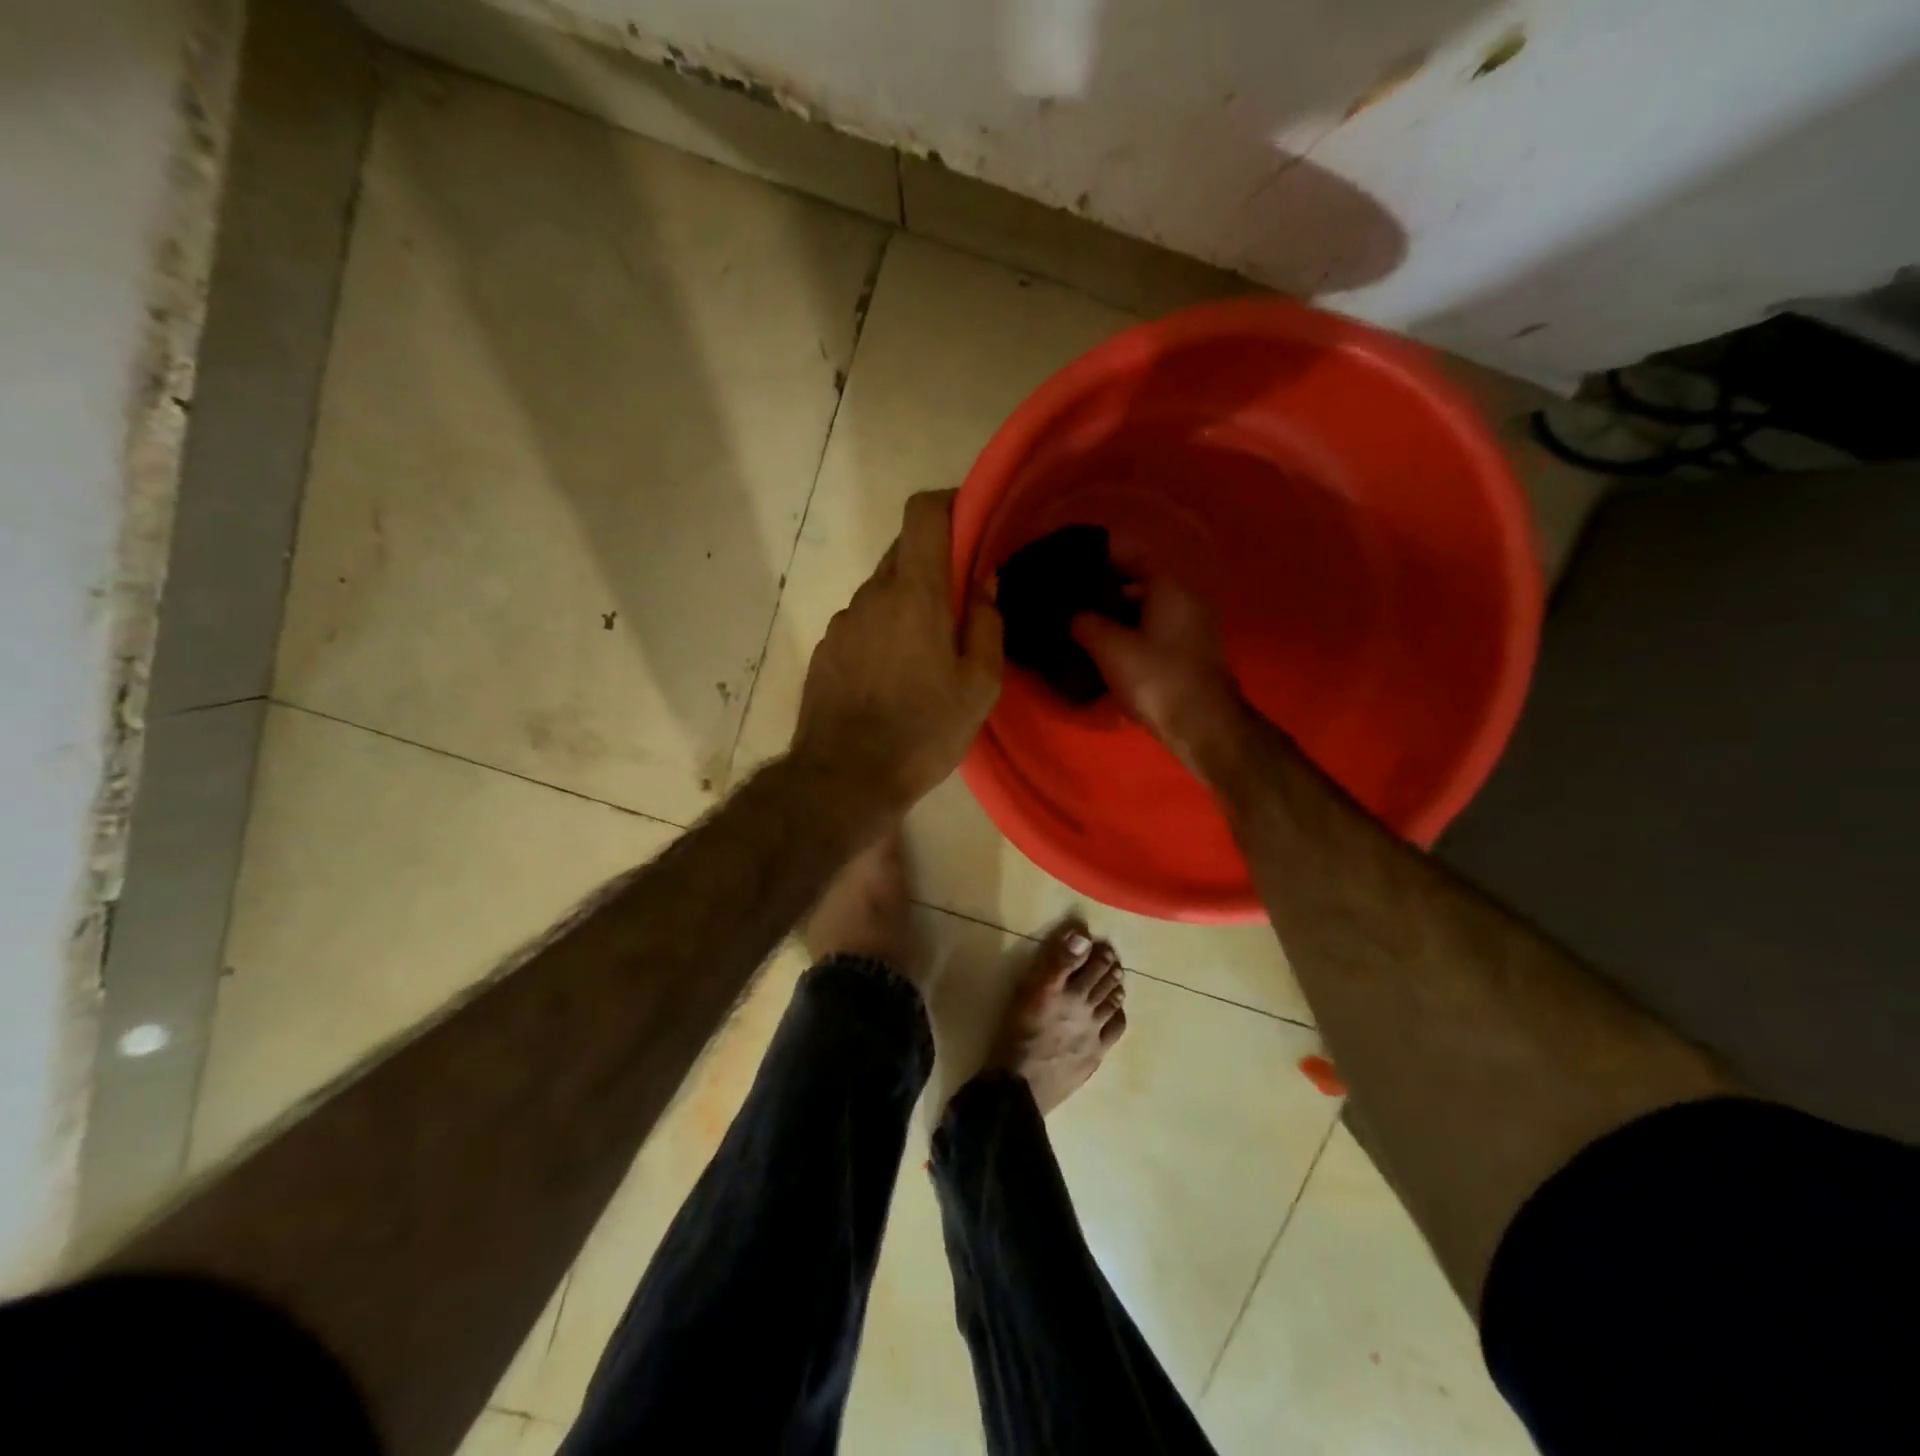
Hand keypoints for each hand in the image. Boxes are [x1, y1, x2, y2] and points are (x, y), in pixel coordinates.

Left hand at [791, 490, 1002, 817]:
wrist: (844, 778)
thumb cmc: (923, 732)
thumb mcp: (979, 686)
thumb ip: (986, 624)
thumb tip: (983, 581)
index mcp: (914, 594)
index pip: (923, 512)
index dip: (949, 504)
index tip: (972, 522)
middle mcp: (871, 595)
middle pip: (903, 551)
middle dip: (935, 564)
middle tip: (960, 606)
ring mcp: (841, 622)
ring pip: (881, 592)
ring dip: (907, 605)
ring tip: (925, 657)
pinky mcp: (825, 650)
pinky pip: (861, 623)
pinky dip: (882, 632)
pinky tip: (892, 678)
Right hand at [1071, 572, 1250, 776]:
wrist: (1202, 724)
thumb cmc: (1155, 677)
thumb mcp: (1109, 647)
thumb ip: (1086, 623)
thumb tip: (1076, 616)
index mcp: (1171, 586)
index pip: (1134, 559)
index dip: (1103, 563)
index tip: (1076, 573)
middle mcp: (1190, 598)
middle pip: (1144, 586)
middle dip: (1110, 594)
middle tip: (1077, 606)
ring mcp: (1198, 627)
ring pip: (1152, 612)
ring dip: (1124, 619)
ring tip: (1090, 631)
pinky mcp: (1197, 653)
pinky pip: (1162, 633)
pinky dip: (1139, 636)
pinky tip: (1115, 652)